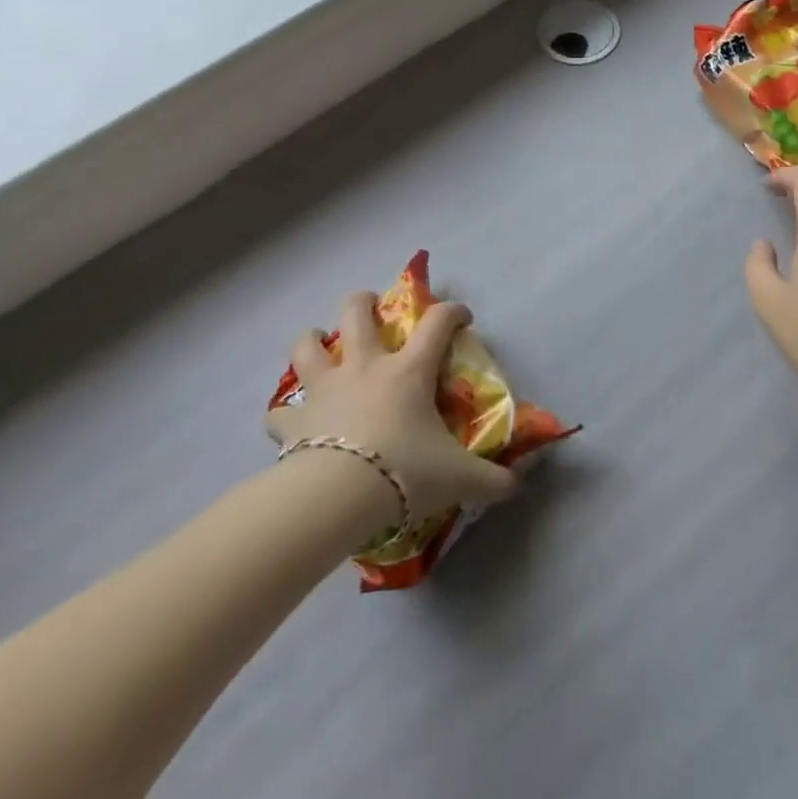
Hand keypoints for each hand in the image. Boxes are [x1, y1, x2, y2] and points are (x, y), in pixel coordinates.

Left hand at [267, 294, 516, 525]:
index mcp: (408, 371)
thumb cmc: (405, 471)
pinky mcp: (293, 422)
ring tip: (318, 343)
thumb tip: (518, 486)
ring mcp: (323, 390)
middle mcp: (364, 368)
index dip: (453, 312)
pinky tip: (291, 421)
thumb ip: (492, 480)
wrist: (337, 496)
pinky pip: (279, 411)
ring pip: (307, 347)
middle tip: (372, 307)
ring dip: (312, 340)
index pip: (438, 323)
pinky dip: (284, 414)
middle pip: (357, 313)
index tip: (462, 318)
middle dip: (364, 302)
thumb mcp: (459, 477)